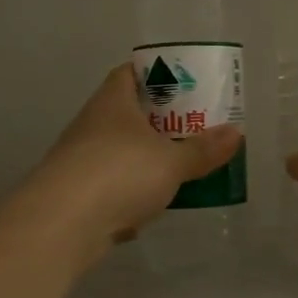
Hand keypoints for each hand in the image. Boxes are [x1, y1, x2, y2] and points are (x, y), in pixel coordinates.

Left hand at [32, 63, 243, 245]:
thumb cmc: (119, 173)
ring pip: (122, 152)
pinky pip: (112, 186)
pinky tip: (154, 205)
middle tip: (195, 125)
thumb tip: (237, 133)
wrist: (60, 225)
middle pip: (129, 113)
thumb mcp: (172, 160)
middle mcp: (93, 125)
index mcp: (113, 101)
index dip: (158, 73)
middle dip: (161, 120)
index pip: (131, 72)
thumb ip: (204, 149)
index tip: (185, 82)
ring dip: (147, 158)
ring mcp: (82, 161)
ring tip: (182, 165)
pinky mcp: (78, 196)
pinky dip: (132, 193)